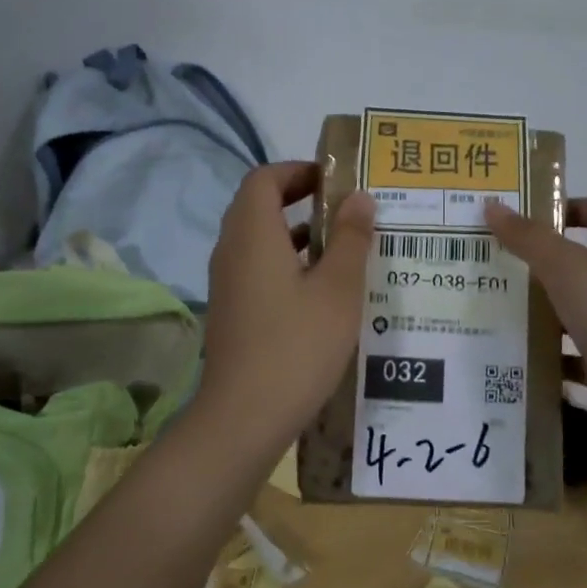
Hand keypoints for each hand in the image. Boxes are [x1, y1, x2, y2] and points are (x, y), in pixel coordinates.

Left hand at [196, 162, 375, 446]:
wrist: (244, 417)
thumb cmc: (297, 345)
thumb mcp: (338, 289)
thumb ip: (350, 238)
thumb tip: (359, 197)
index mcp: (252, 234)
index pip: (264, 178)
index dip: (298, 170)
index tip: (336, 180)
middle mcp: (232, 250)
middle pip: (259, 206)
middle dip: (301, 200)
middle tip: (346, 210)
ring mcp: (227, 283)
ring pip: (259, 240)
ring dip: (296, 234)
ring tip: (343, 247)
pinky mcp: (231, 311)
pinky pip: (257, 269)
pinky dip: (287, 264)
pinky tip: (322, 291)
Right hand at [484, 196, 586, 451]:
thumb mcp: (571, 271)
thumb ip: (531, 239)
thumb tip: (492, 206)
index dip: (572, 206)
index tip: (526, 217)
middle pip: (584, 264)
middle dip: (539, 263)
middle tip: (491, 263)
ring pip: (574, 313)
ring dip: (538, 312)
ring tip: (488, 309)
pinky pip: (573, 359)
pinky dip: (546, 359)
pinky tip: (511, 360)